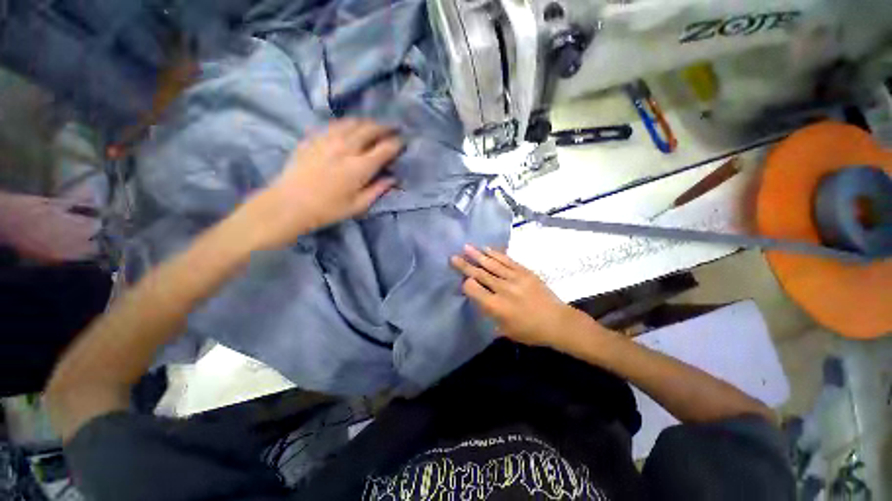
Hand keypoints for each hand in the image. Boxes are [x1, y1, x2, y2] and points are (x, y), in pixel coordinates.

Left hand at [233, 119, 401, 250]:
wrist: (289, 204)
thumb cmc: (327, 210)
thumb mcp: (358, 205)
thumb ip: (378, 190)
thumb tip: (393, 179)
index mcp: (360, 167)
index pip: (385, 148)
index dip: (397, 143)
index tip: (403, 141)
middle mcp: (346, 148)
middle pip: (370, 129)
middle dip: (385, 127)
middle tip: (394, 128)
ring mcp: (327, 139)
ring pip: (352, 122)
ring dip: (367, 122)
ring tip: (374, 126)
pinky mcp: (313, 138)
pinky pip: (334, 124)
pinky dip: (347, 124)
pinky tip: (349, 128)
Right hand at [450, 245, 592, 348]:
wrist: (557, 322)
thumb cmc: (530, 331)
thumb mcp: (505, 329)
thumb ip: (490, 314)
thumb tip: (478, 299)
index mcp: (497, 307)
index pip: (474, 290)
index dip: (466, 284)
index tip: (462, 281)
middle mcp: (503, 290)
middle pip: (480, 274)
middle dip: (465, 265)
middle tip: (453, 256)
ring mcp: (515, 278)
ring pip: (492, 264)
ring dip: (478, 255)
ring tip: (466, 247)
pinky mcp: (525, 272)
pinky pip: (507, 260)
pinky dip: (496, 254)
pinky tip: (487, 249)